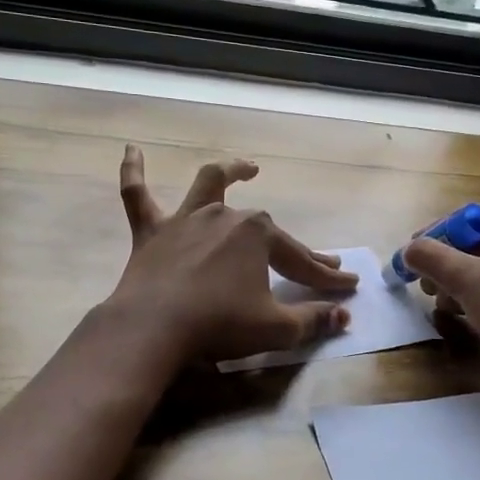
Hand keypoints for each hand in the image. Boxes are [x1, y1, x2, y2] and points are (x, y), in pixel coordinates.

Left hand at [105, 145, 356, 363]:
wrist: (152, 329)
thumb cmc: (219, 325)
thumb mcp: (276, 328)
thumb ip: (313, 319)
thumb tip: (345, 315)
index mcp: (259, 234)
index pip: (301, 260)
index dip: (326, 276)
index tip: (348, 285)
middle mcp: (225, 216)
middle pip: (266, 230)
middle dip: (294, 248)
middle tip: (315, 262)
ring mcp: (186, 220)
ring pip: (209, 186)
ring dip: (230, 173)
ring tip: (247, 167)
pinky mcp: (150, 233)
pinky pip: (137, 195)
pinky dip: (134, 171)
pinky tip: (131, 150)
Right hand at [402, 200, 479, 383]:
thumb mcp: (465, 280)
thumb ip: (430, 257)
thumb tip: (407, 250)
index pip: (472, 217)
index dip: (437, 237)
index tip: (413, 259)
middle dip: (453, 263)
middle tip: (428, 286)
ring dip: (470, 279)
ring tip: (447, 305)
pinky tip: (475, 312)